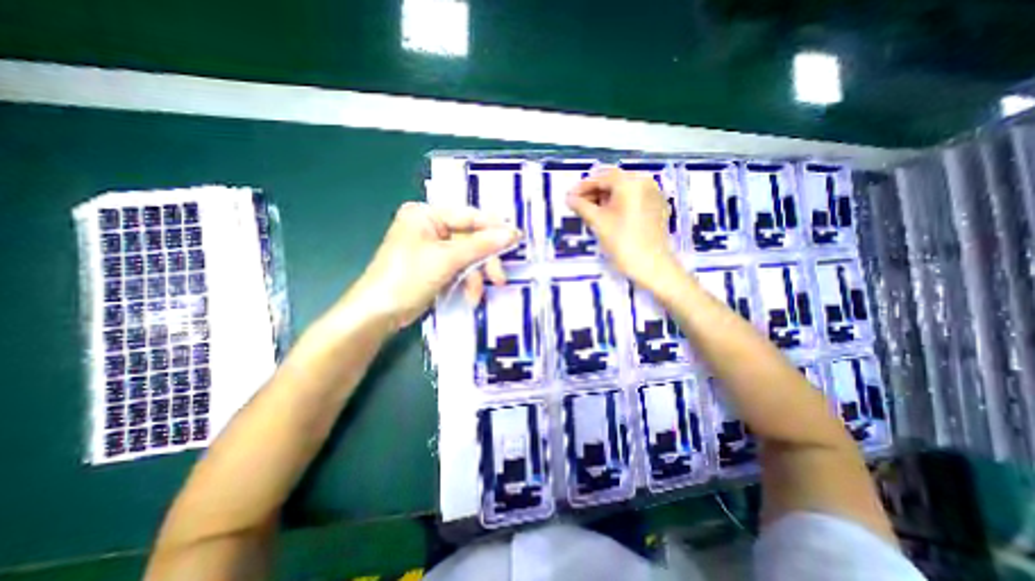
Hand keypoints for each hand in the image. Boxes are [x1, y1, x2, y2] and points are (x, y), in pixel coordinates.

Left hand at [348, 201, 522, 331]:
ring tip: (477, 295)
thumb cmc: (407, 278)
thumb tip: (512, 233)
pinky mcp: (436, 266)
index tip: (517, 239)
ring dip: (475, 276)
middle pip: (470, 239)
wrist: (379, 313)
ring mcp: (433, 248)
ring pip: (468, 257)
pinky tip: (469, 296)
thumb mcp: (447, 259)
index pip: (468, 216)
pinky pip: (460, 269)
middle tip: (499, 277)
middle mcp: (430, 226)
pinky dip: (467, 282)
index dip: (494, 228)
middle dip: (484, 260)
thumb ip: (481, 245)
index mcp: (426, 214)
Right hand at [566, 167, 681, 285]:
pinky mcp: (657, 206)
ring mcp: (654, 193)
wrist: (652, 265)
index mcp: (630, 182)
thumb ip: (581, 206)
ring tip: (591, 211)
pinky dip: (619, 203)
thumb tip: (569, 198)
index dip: (582, 187)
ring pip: (624, 190)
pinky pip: (634, 198)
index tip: (569, 196)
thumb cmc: (622, 242)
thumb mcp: (598, 222)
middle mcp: (645, 181)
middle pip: (614, 181)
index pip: (601, 177)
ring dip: (606, 197)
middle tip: (578, 204)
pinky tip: (609, 215)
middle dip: (594, 192)